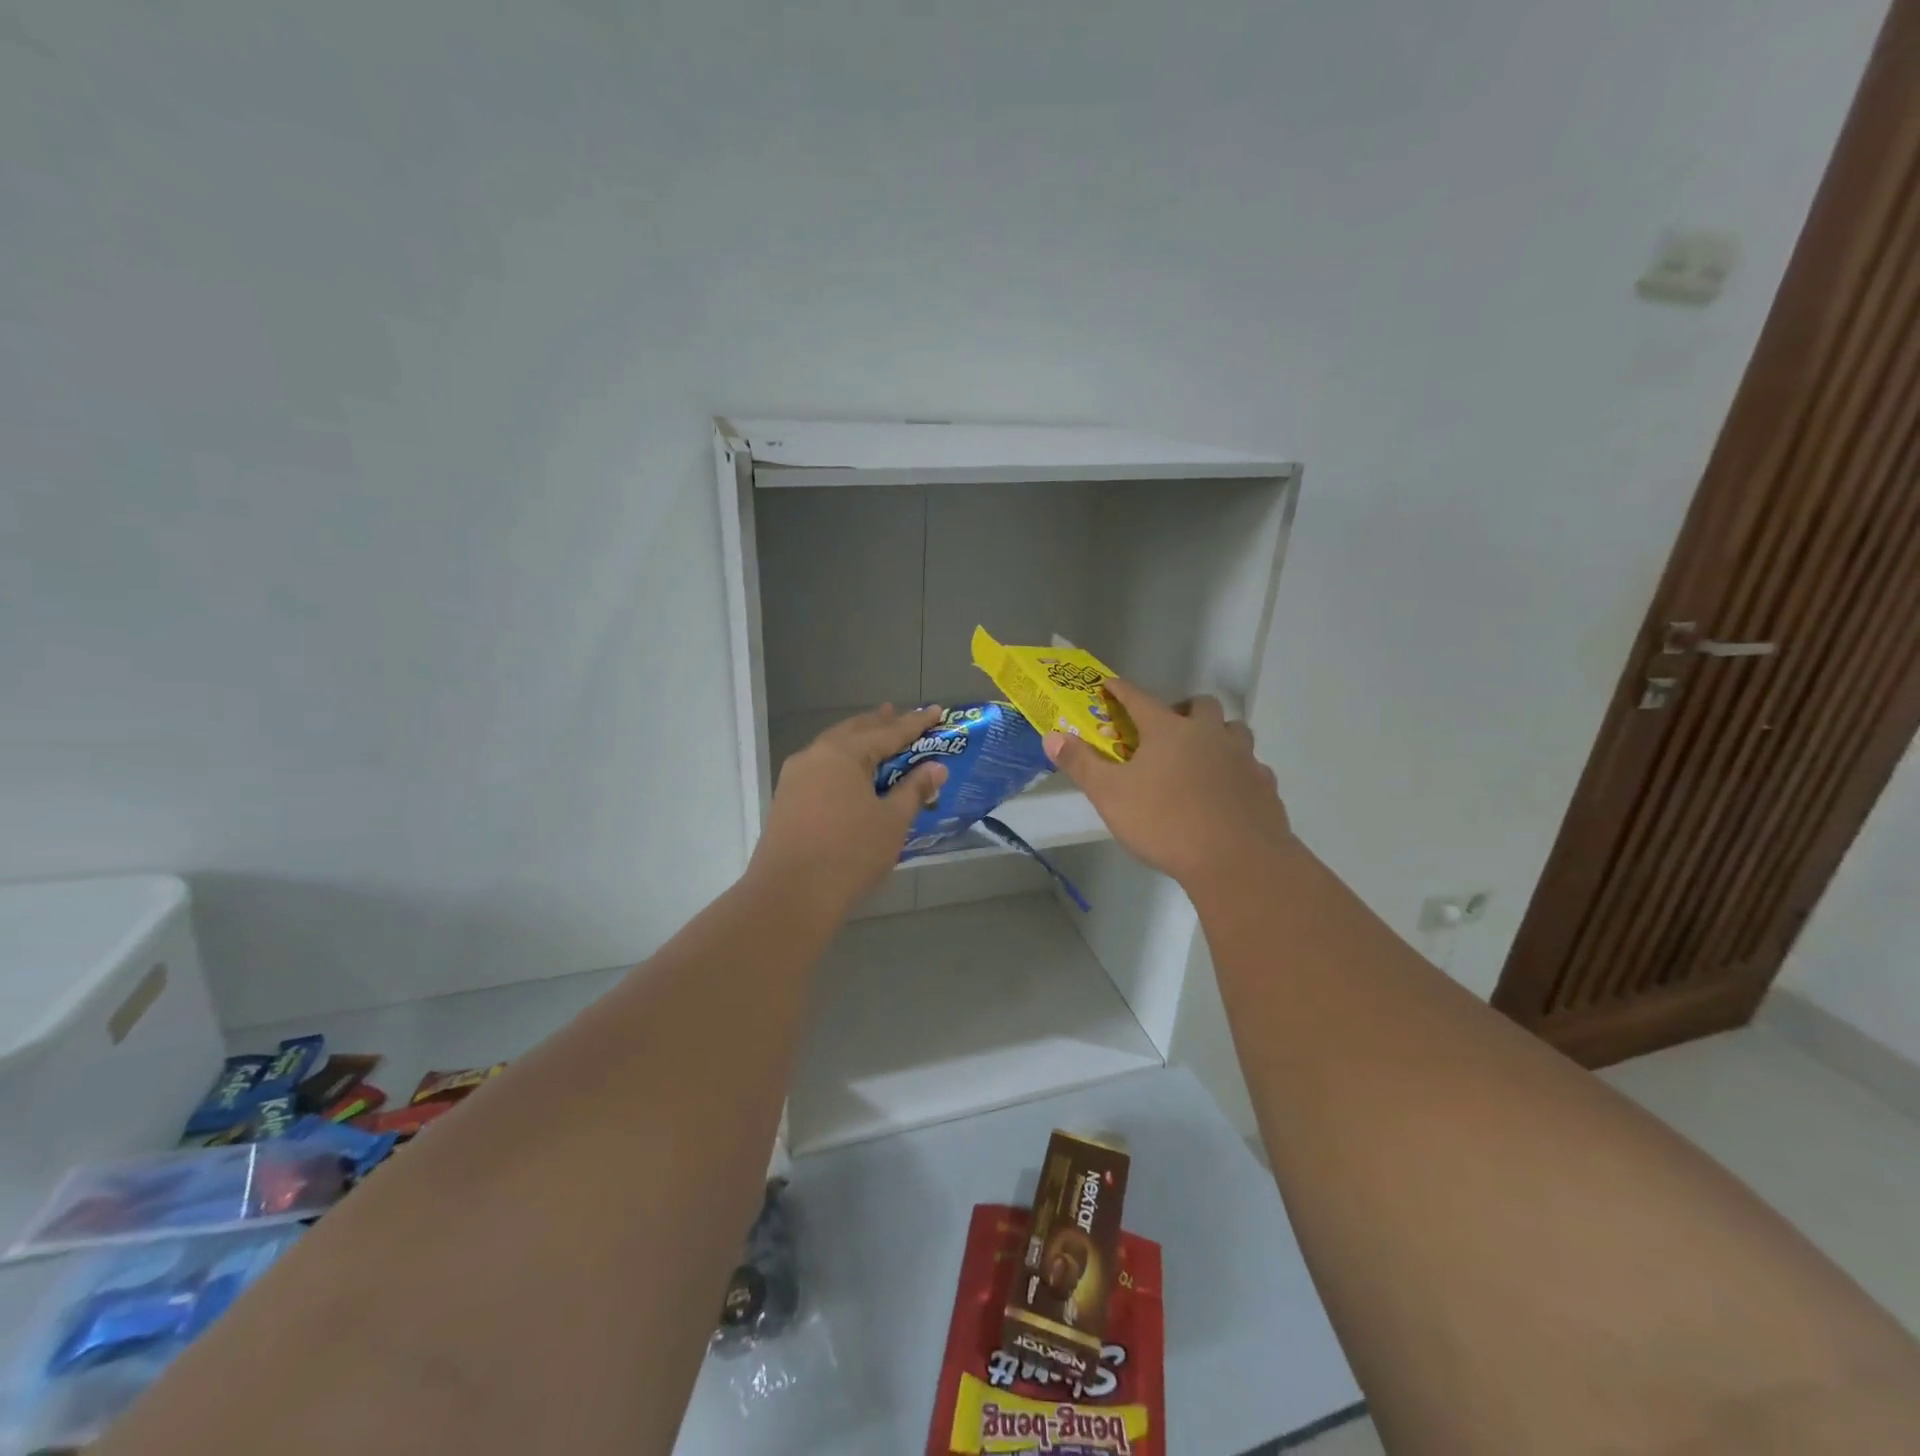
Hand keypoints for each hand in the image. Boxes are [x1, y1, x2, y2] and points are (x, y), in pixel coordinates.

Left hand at [750, 705, 949, 912]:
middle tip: (899, 715)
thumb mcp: (892, 821)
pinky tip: (850, 775)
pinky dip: (843, 764)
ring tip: (876, 739)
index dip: (915, 723)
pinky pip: (821, 769)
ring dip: (858, 743)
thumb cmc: (850, 853)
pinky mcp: (786, 799)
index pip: (888, 732)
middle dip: (880, 724)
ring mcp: (795, 777)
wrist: (790, 896)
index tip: (936, 711)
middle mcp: (815, 755)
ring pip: (833, 749)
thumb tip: (936, 768)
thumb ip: (914, 790)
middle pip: (854, 732)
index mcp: (843, 753)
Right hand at [1044, 680, 1293, 887]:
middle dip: (1183, 709)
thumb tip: (1051, 736)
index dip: (1121, 690)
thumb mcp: (1110, 795)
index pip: (1140, 699)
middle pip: (1201, 705)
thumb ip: (1082, 764)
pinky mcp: (1265, 787)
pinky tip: (1228, 790)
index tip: (1110, 684)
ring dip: (1217, 734)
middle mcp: (1210, 735)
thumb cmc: (1165, 823)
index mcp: (1169, 731)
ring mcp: (1243, 759)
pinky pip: (1252, 767)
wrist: (1237, 860)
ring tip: (1201, 756)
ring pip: (1234, 731)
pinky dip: (1238, 770)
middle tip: (1167, 729)